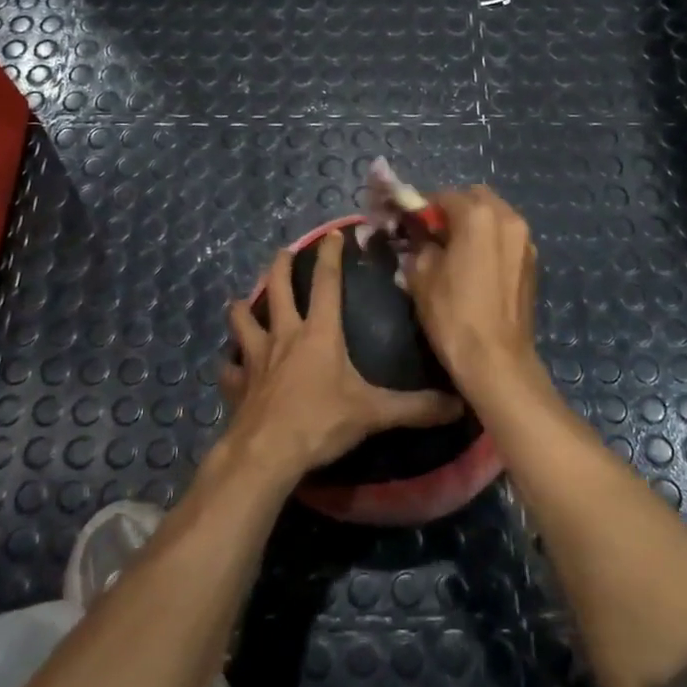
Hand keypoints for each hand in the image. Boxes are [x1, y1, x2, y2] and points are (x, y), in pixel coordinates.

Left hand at [220, 231, 463, 485]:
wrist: (267, 453)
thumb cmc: (321, 422)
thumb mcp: (374, 413)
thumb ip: (415, 408)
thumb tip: (457, 404)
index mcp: (319, 333)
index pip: (327, 284)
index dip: (330, 256)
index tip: (333, 234)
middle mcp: (285, 336)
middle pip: (278, 290)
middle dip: (281, 267)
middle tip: (283, 253)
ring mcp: (255, 359)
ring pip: (243, 321)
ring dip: (243, 309)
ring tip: (242, 301)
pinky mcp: (237, 385)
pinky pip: (229, 368)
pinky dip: (230, 364)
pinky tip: (231, 365)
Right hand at [406, 187, 544, 402]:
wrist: (496, 360)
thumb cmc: (453, 314)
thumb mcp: (421, 276)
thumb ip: (419, 245)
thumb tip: (420, 238)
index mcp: (478, 215)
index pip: (444, 196)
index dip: (423, 208)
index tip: (409, 225)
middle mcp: (508, 218)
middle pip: (475, 198)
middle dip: (453, 210)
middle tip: (433, 235)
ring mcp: (525, 240)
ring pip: (495, 216)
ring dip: (474, 223)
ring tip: (454, 250)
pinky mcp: (532, 262)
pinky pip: (507, 237)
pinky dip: (490, 240)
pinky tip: (475, 265)